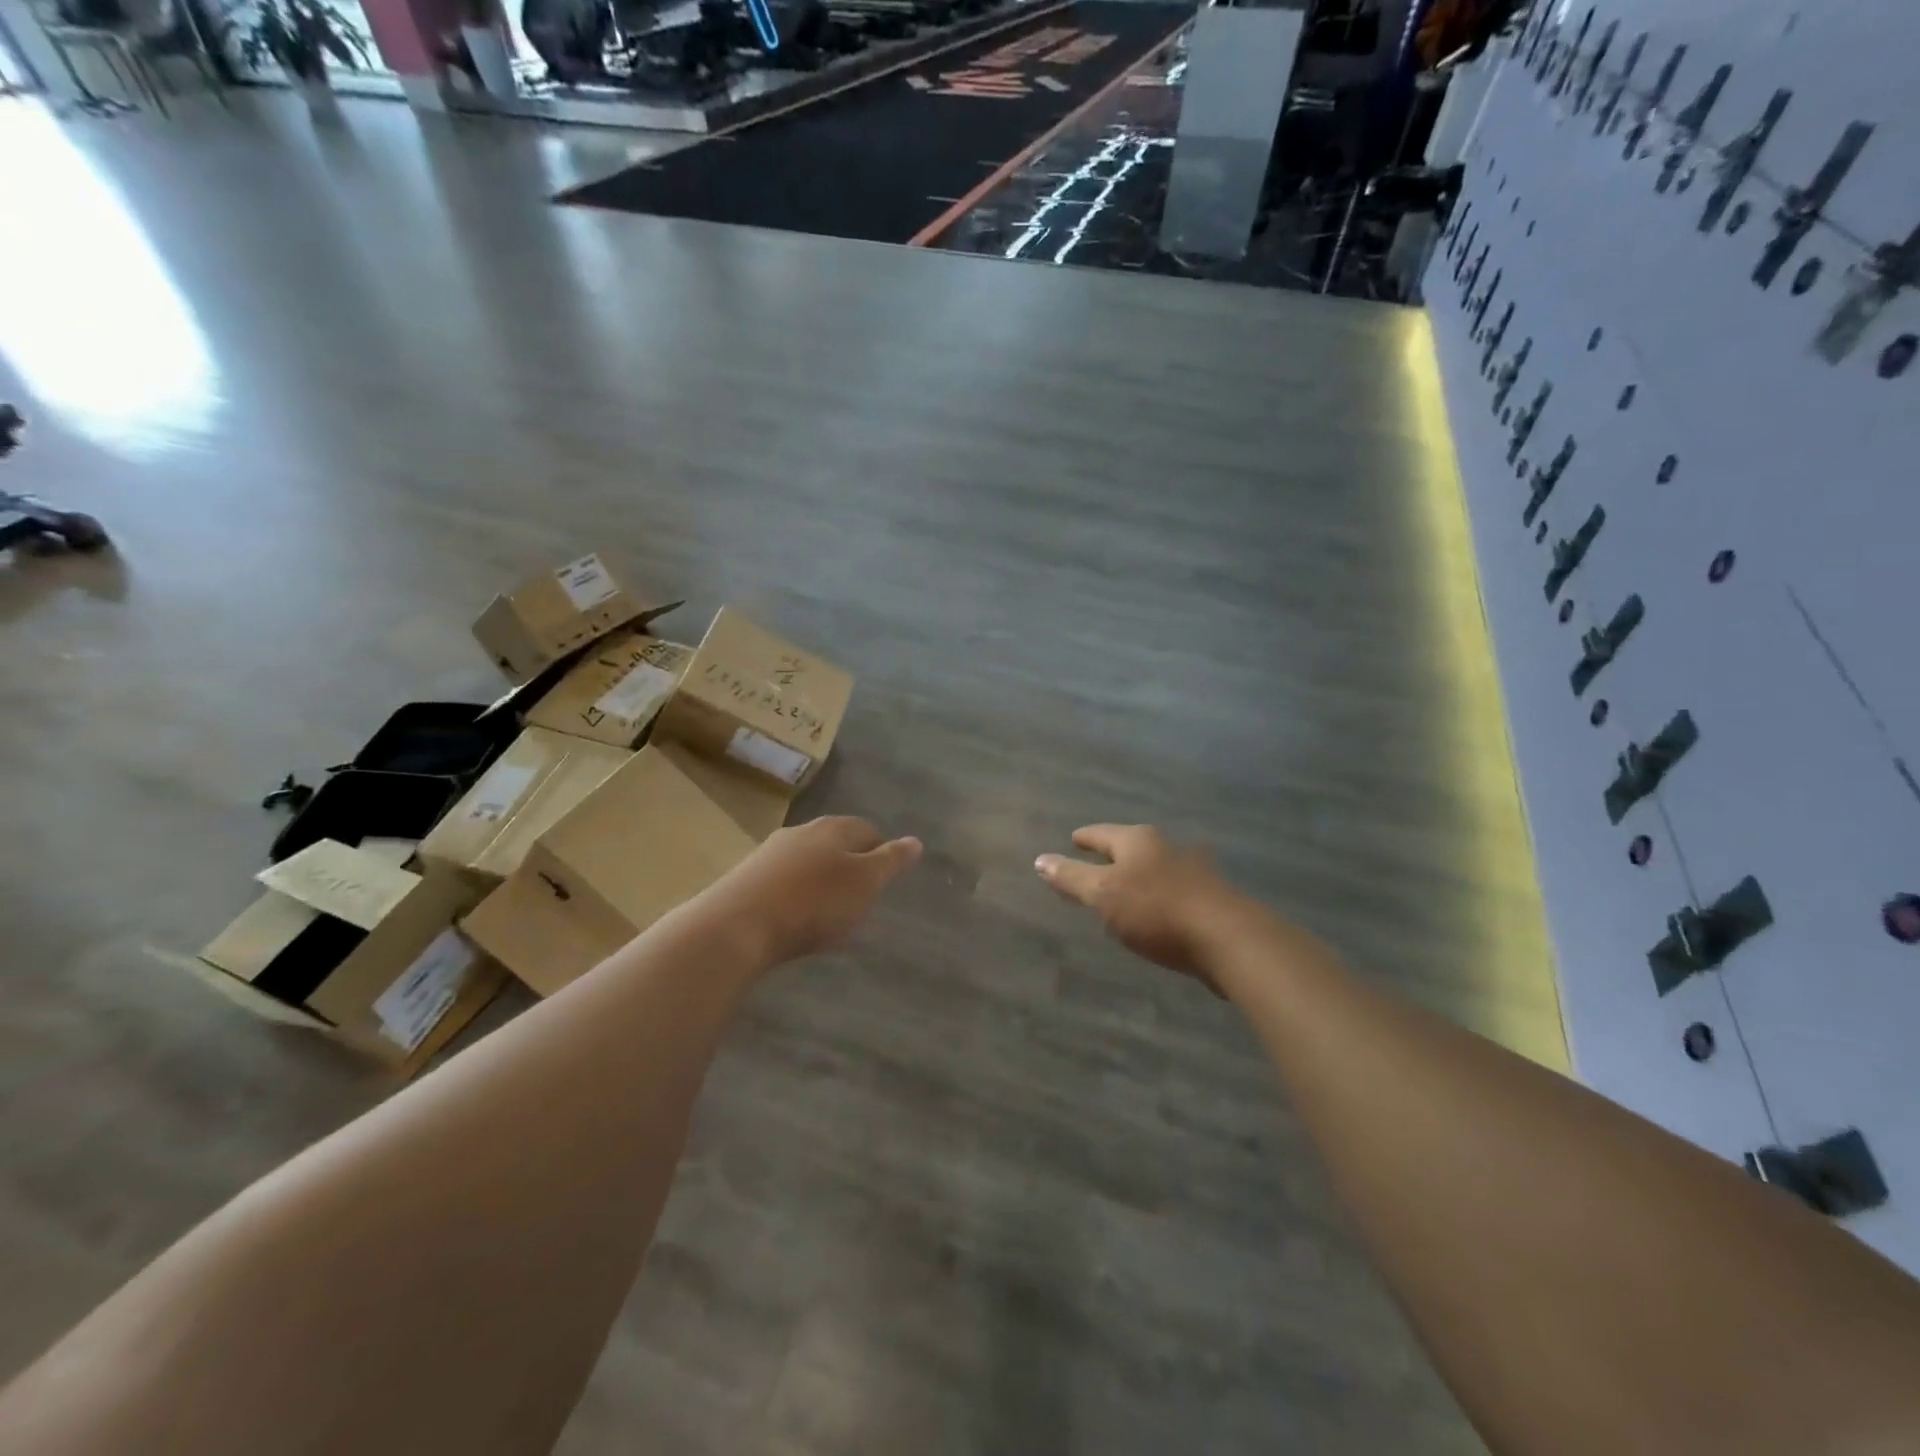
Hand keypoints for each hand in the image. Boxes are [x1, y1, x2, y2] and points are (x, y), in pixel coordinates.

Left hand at [700, 816, 921, 965]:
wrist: (737, 926)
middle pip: (834, 842)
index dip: (881, 850)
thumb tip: (916, 840)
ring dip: (820, 878)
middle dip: (849, 862)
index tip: (886, 876)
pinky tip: (795, 916)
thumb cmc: (814, 902)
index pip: (866, 829)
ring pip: (806, 860)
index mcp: (832, 828)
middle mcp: (800, 832)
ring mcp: (769, 854)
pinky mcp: (745, 879)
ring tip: (829, 908)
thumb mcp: (865, 883)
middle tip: (861, 894)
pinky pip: (782, 880)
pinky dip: (795, 893)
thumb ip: (891, 861)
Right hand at [1035, 825, 1248, 989]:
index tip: (1074, 838)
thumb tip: (1040, 859)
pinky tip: (1157, 912)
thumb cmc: (1157, 910)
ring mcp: (1193, 871)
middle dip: (1114, 855)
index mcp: (1138, 840)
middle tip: (1095, 862)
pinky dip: (1159, 896)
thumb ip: (1072, 878)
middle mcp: (1166, 847)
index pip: (1102, 833)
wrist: (1228, 938)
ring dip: (1139, 876)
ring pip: (1155, 868)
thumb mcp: (1104, 895)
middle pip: (1132, 847)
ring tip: (1124, 889)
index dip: (1085, 838)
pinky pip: (1173, 890)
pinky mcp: (1210, 898)